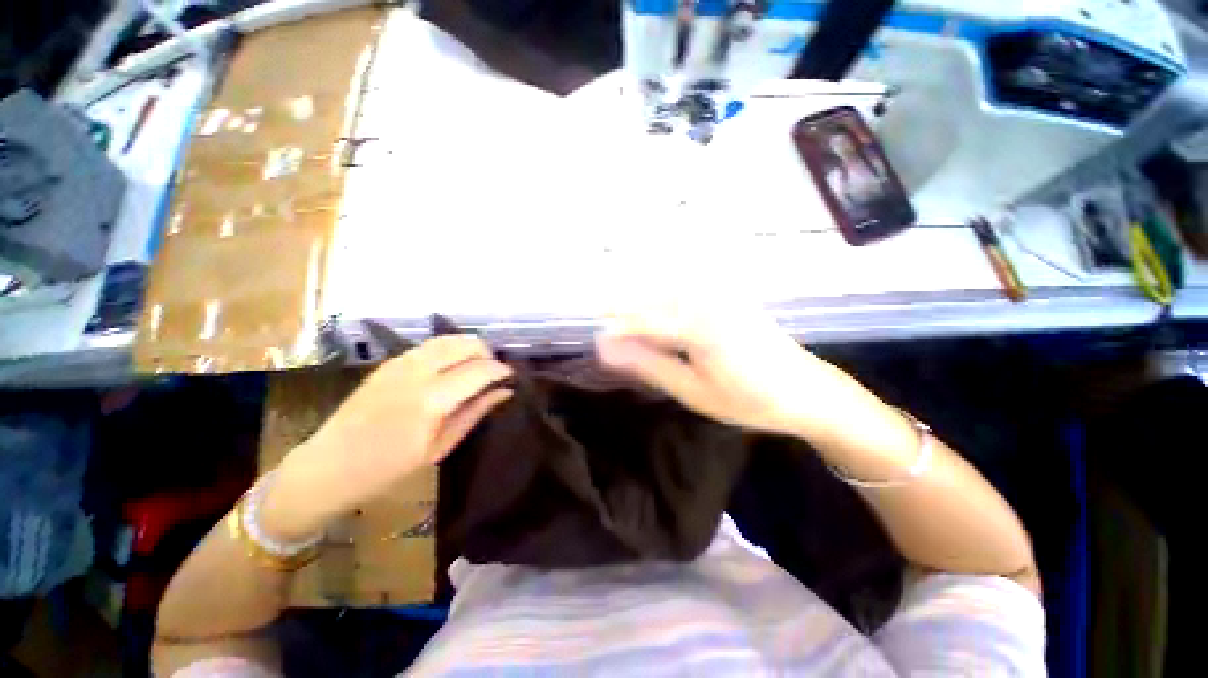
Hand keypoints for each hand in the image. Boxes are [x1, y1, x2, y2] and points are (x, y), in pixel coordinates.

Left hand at [262, 335, 513, 540]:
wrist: (329, 466)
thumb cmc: (388, 468)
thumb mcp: (440, 448)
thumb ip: (475, 413)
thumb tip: (505, 392)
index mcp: (432, 400)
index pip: (479, 371)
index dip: (501, 370)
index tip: (511, 376)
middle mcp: (417, 373)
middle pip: (464, 345)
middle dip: (487, 352)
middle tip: (496, 369)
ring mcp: (399, 364)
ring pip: (446, 339)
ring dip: (468, 345)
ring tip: (478, 362)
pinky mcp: (388, 363)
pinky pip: (428, 345)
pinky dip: (448, 347)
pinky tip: (452, 362)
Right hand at [596, 306, 839, 436]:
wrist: (808, 392)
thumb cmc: (749, 400)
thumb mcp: (693, 391)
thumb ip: (649, 364)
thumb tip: (608, 348)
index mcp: (699, 325)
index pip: (643, 320)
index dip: (617, 328)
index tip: (595, 340)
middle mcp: (708, 300)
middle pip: (653, 298)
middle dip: (624, 309)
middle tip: (602, 323)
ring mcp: (722, 295)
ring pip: (668, 290)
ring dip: (643, 301)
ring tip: (621, 316)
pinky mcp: (730, 298)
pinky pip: (687, 291)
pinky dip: (665, 299)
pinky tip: (657, 311)